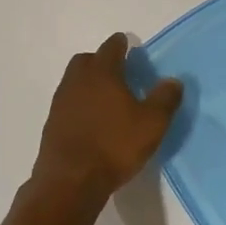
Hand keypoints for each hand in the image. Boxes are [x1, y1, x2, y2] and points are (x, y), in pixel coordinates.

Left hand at [31, 33, 182, 201]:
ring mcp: (61, 103)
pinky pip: (68, 103)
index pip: (110, 48)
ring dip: (88, 83)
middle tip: (117, 71)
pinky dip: (79, 104)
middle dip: (100, 60)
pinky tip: (92, 120)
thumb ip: (164, 99)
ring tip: (106, 97)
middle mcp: (77, 81)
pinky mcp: (52, 124)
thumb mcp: (152, 124)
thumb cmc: (115, 146)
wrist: (70, 180)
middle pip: (85, 60)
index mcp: (102, 74)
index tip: (127, 44)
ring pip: (74, 81)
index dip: (120, 44)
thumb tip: (173, 81)